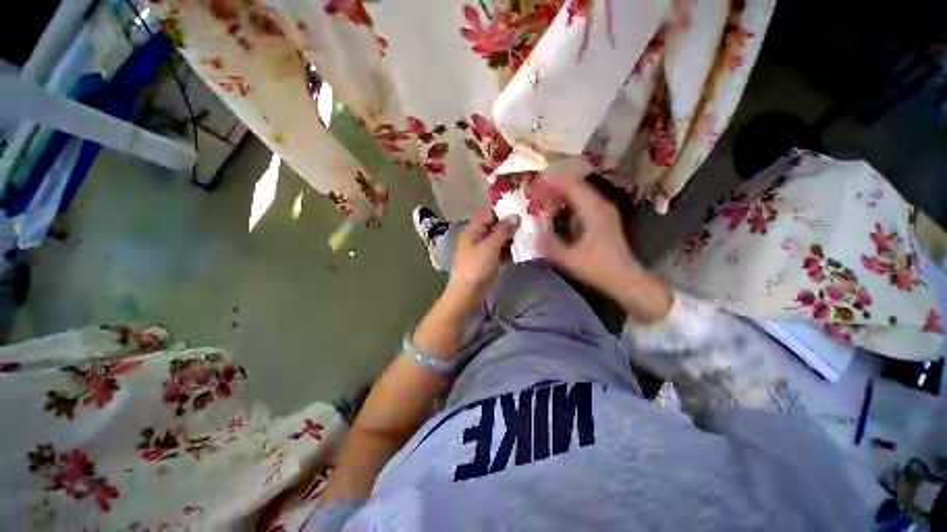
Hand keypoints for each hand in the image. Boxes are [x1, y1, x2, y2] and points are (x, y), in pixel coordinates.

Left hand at [447, 208, 519, 299]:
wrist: (468, 292)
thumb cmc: (476, 266)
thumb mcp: (490, 246)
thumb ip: (503, 230)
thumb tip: (515, 216)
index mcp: (473, 230)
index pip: (488, 213)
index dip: (502, 210)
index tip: (520, 208)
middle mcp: (477, 237)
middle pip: (494, 226)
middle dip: (509, 224)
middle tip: (528, 221)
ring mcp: (483, 250)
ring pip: (498, 239)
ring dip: (511, 237)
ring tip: (528, 233)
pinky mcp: (488, 261)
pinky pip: (500, 251)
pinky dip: (509, 249)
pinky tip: (522, 248)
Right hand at [538, 175, 671, 323]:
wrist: (625, 279)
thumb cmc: (598, 268)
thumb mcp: (569, 259)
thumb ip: (549, 244)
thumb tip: (532, 231)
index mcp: (593, 210)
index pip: (571, 185)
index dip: (551, 181)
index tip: (533, 182)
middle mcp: (600, 204)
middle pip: (575, 185)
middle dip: (553, 184)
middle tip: (534, 189)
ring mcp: (603, 210)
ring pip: (579, 192)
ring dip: (560, 192)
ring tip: (542, 197)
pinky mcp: (602, 218)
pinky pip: (582, 201)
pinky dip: (567, 201)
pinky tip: (557, 209)